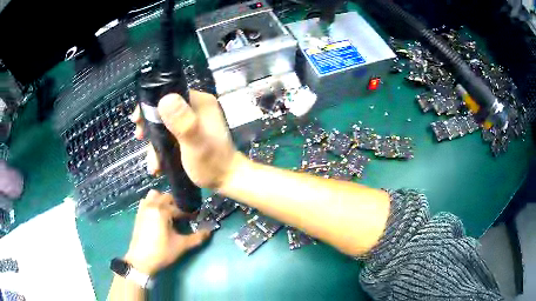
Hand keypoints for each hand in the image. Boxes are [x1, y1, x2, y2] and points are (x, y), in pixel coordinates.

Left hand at [125, 190, 210, 274]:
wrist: (141, 260)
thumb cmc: (162, 252)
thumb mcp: (181, 245)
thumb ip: (197, 237)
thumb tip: (210, 231)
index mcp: (162, 210)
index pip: (179, 207)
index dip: (187, 214)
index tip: (193, 220)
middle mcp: (152, 205)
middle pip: (166, 197)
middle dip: (175, 205)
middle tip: (181, 217)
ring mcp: (143, 208)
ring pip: (154, 195)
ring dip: (162, 200)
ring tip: (168, 213)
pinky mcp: (138, 214)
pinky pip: (146, 201)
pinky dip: (153, 204)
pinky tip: (157, 216)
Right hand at [132, 90, 237, 188]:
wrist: (227, 181)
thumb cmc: (212, 163)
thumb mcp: (195, 143)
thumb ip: (182, 122)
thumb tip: (165, 99)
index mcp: (200, 102)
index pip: (169, 93)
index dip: (150, 105)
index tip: (137, 120)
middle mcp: (196, 108)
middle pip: (164, 111)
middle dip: (150, 127)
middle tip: (140, 139)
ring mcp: (193, 121)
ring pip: (165, 126)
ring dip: (155, 143)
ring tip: (153, 164)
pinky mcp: (190, 135)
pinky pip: (170, 136)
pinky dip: (162, 148)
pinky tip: (158, 165)